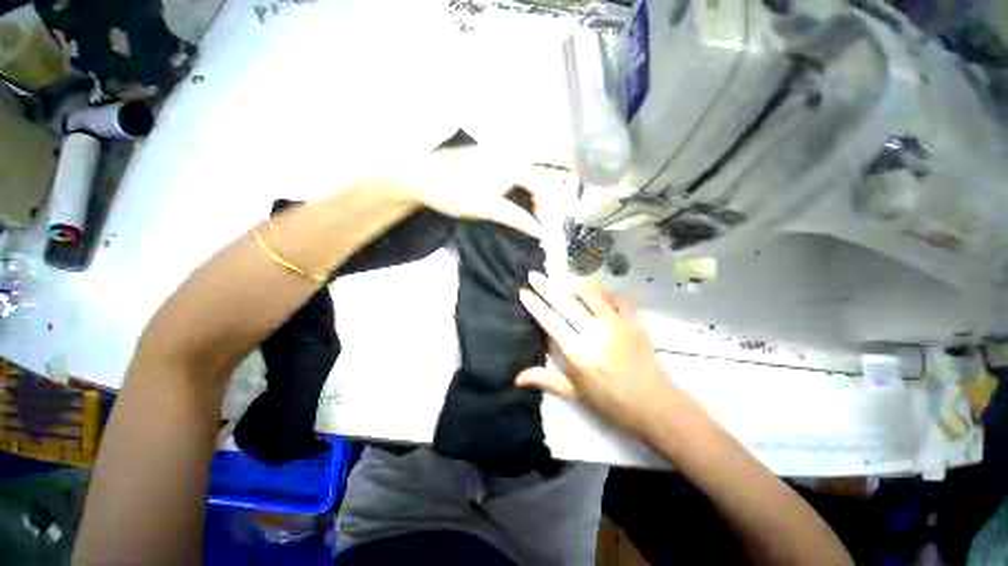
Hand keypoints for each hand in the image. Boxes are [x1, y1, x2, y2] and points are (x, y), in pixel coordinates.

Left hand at [395, 146, 551, 237]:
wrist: (420, 177)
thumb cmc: (456, 192)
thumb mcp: (489, 209)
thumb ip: (518, 219)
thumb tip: (539, 231)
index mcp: (514, 165)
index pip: (542, 187)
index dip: (545, 210)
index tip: (541, 229)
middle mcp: (508, 155)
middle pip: (533, 179)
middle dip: (537, 202)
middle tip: (533, 224)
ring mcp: (494, 153)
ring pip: (520, 175)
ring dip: (524, 195)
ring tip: (520, 215)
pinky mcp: (481, 156)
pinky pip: (506, 171)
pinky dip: (512, 187)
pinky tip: (504, 200)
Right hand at [517, 272, 687, 439]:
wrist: (650, 402)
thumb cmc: (610, 402)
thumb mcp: (576, 394)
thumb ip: (547, 380)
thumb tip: (517, 378)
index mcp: (578, 352)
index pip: (551, 322)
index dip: (536, 305)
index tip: (524, 291)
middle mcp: (595, 333)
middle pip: (568, 304)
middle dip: (549, 288)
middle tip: (536, 275)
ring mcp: (617, 325)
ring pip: (593, 297)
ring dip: (576, 288)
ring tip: (565, 283)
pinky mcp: (635, 323)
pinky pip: (619, 301)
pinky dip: (608, 295)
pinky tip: (601, 295)